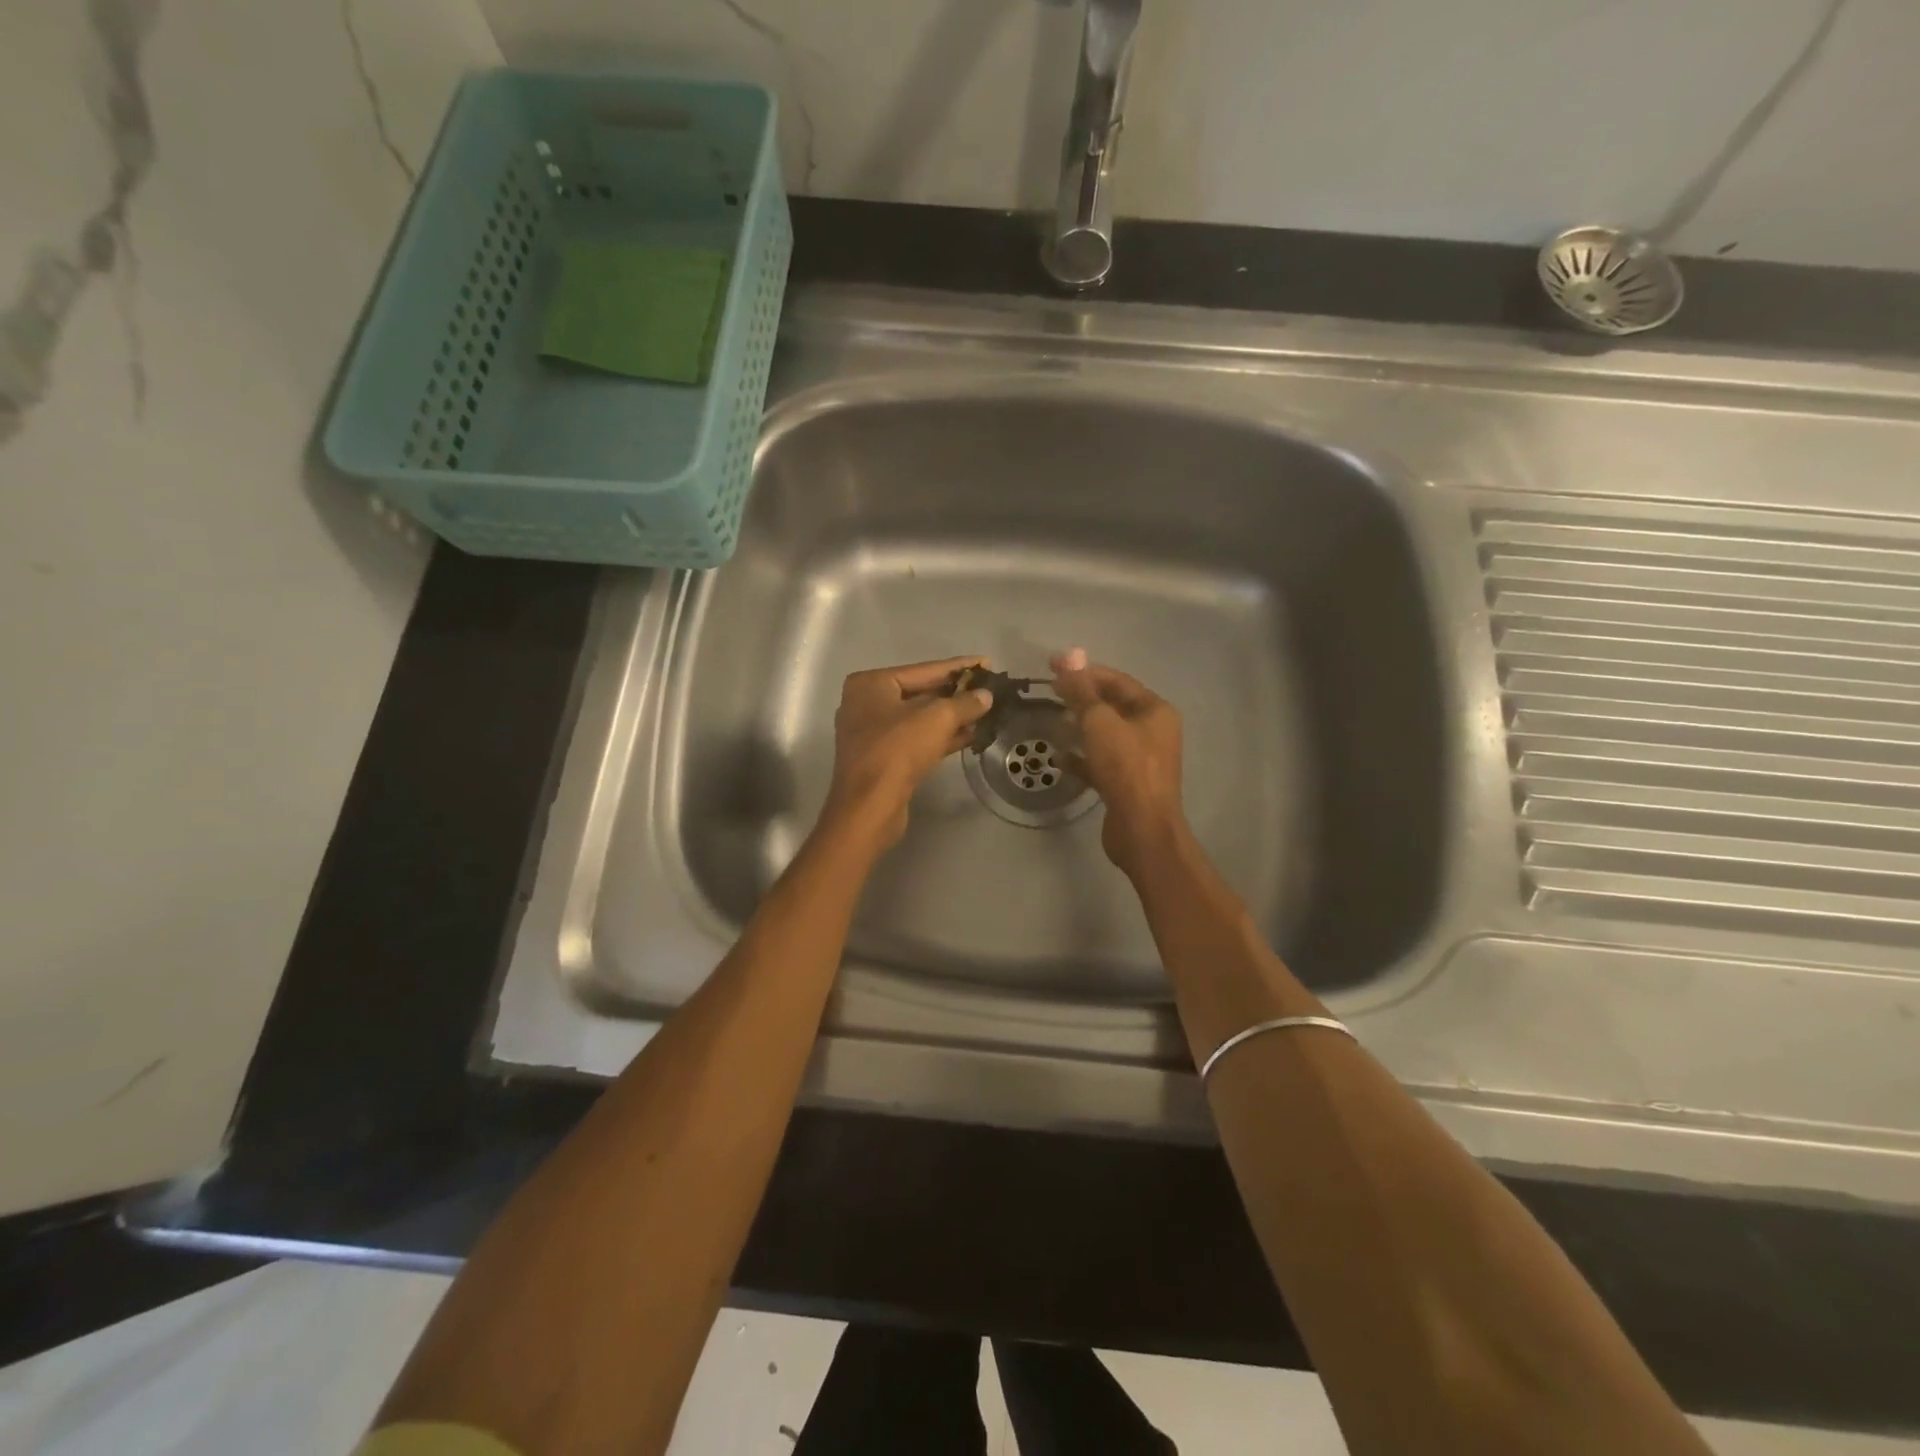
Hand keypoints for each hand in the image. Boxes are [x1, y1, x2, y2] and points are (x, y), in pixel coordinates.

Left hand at [820, 656, 995, 851]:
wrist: (870, 807)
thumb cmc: (897, 751)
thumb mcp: (936, 718)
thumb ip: (965, 703)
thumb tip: (986, 696)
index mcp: (870, 684)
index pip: (923, 669)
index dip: (958, 667)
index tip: (987, 663)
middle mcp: (867, 704)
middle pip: (921, 693)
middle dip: (956, 694)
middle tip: (990, 689)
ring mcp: (873, 734)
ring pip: (921, 719)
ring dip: (953, 717)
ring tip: (988, 711)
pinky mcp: (884, 760)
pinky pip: (918, 739)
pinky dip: (943, 737)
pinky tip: (972, 734)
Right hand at [1051, 647, 1189, 876]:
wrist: (1142, 829)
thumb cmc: (1125, 768)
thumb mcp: (1099, 722)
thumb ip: (1081, 690)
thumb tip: (1068, 655)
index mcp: (1154, 710)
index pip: (1117, 680)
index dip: (1085, 671)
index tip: (1052, 666)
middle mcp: (1152, 731)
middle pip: (1111, 706)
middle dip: (1081, 698)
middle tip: (1049, 693)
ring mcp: (1140, 759)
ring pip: (1105, 734)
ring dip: (1079, 726)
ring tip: (1052, 721)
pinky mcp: (1126, 783)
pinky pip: (1100, 762)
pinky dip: (1081, 757)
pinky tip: (1058, 757)